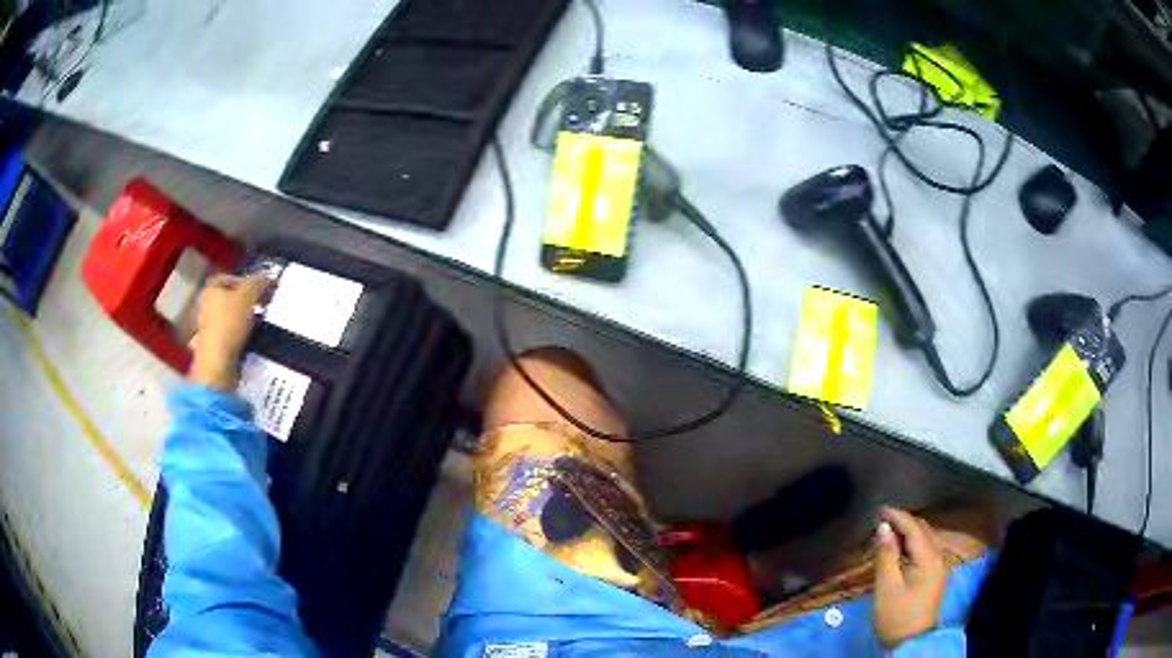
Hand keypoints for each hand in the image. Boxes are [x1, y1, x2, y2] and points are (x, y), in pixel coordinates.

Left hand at [188, 274, 272, 390]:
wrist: (218, 365)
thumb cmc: (228, 325)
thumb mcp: (246, 297)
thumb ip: (257, 283)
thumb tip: (268, 276)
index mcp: (210, 291)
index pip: (226, 278)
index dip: (243, 279)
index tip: (257, 287)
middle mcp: (205, 308)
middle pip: (228, 299)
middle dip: (244, 301)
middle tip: (261, 304)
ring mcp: (208, 330)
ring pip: (229, 319)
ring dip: (243, 320)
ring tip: (258, 324)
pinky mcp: (214, 349)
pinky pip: (230, 337)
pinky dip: (240, 337)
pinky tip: (250, 340)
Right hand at [872, 506, 947, 648]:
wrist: (910, 642)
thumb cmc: (896, 615)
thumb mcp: (886, 587)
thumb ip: (886, 555)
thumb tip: (884, 527)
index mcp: (929, 559)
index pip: (915, 529)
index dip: (898, 517)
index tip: (880, 509)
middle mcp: (938, 558)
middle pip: (923, 531)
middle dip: (904, 522)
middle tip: (882, 519)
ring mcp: (938, 568)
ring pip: (925, 540)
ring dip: (908, 532)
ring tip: (888, 530)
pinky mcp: (933, 576)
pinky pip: (924, 550)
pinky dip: (912, 543)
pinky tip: (900, 548)